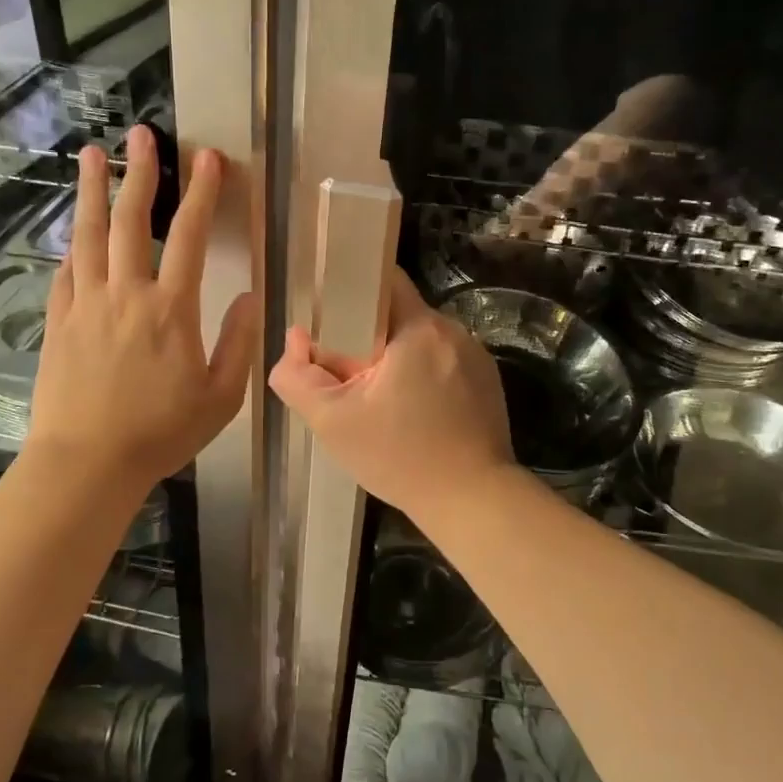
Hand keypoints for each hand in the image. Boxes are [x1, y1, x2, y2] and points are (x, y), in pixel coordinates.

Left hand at [25, 125, 257, 491]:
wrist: (87, 463)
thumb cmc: (161, 433)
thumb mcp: (220, 397)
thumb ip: (238, 343)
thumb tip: (248, 297)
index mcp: (171, 310)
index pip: (188, 237)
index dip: (201, 194)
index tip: (207, 158)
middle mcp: (125, 295)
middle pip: (130, 221)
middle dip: (138, 174)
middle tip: (140, 135)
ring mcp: (85, 305)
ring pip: (88, 236)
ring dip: (91, 192)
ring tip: (91, 155)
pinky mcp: (58, 323)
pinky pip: (65, 272)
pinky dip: (72, 246)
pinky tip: (73, 233)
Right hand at [269, 268, 513, 523]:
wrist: (473, 501)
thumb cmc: (400, 457)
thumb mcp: (333, 421)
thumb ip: (298, 377)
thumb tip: (295, 340)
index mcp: (419, 328)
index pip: (382, 280)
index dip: (351, 293)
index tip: (331, 319)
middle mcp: (453, 331)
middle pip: (399, 313)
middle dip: (369, 336)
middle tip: (347, 373)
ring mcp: (475, 356)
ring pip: (421, 340)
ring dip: (397, 357)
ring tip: (380, 398)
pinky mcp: (487, 381)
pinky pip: (443, 362)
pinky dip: (423, 375)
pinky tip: (413, 412)